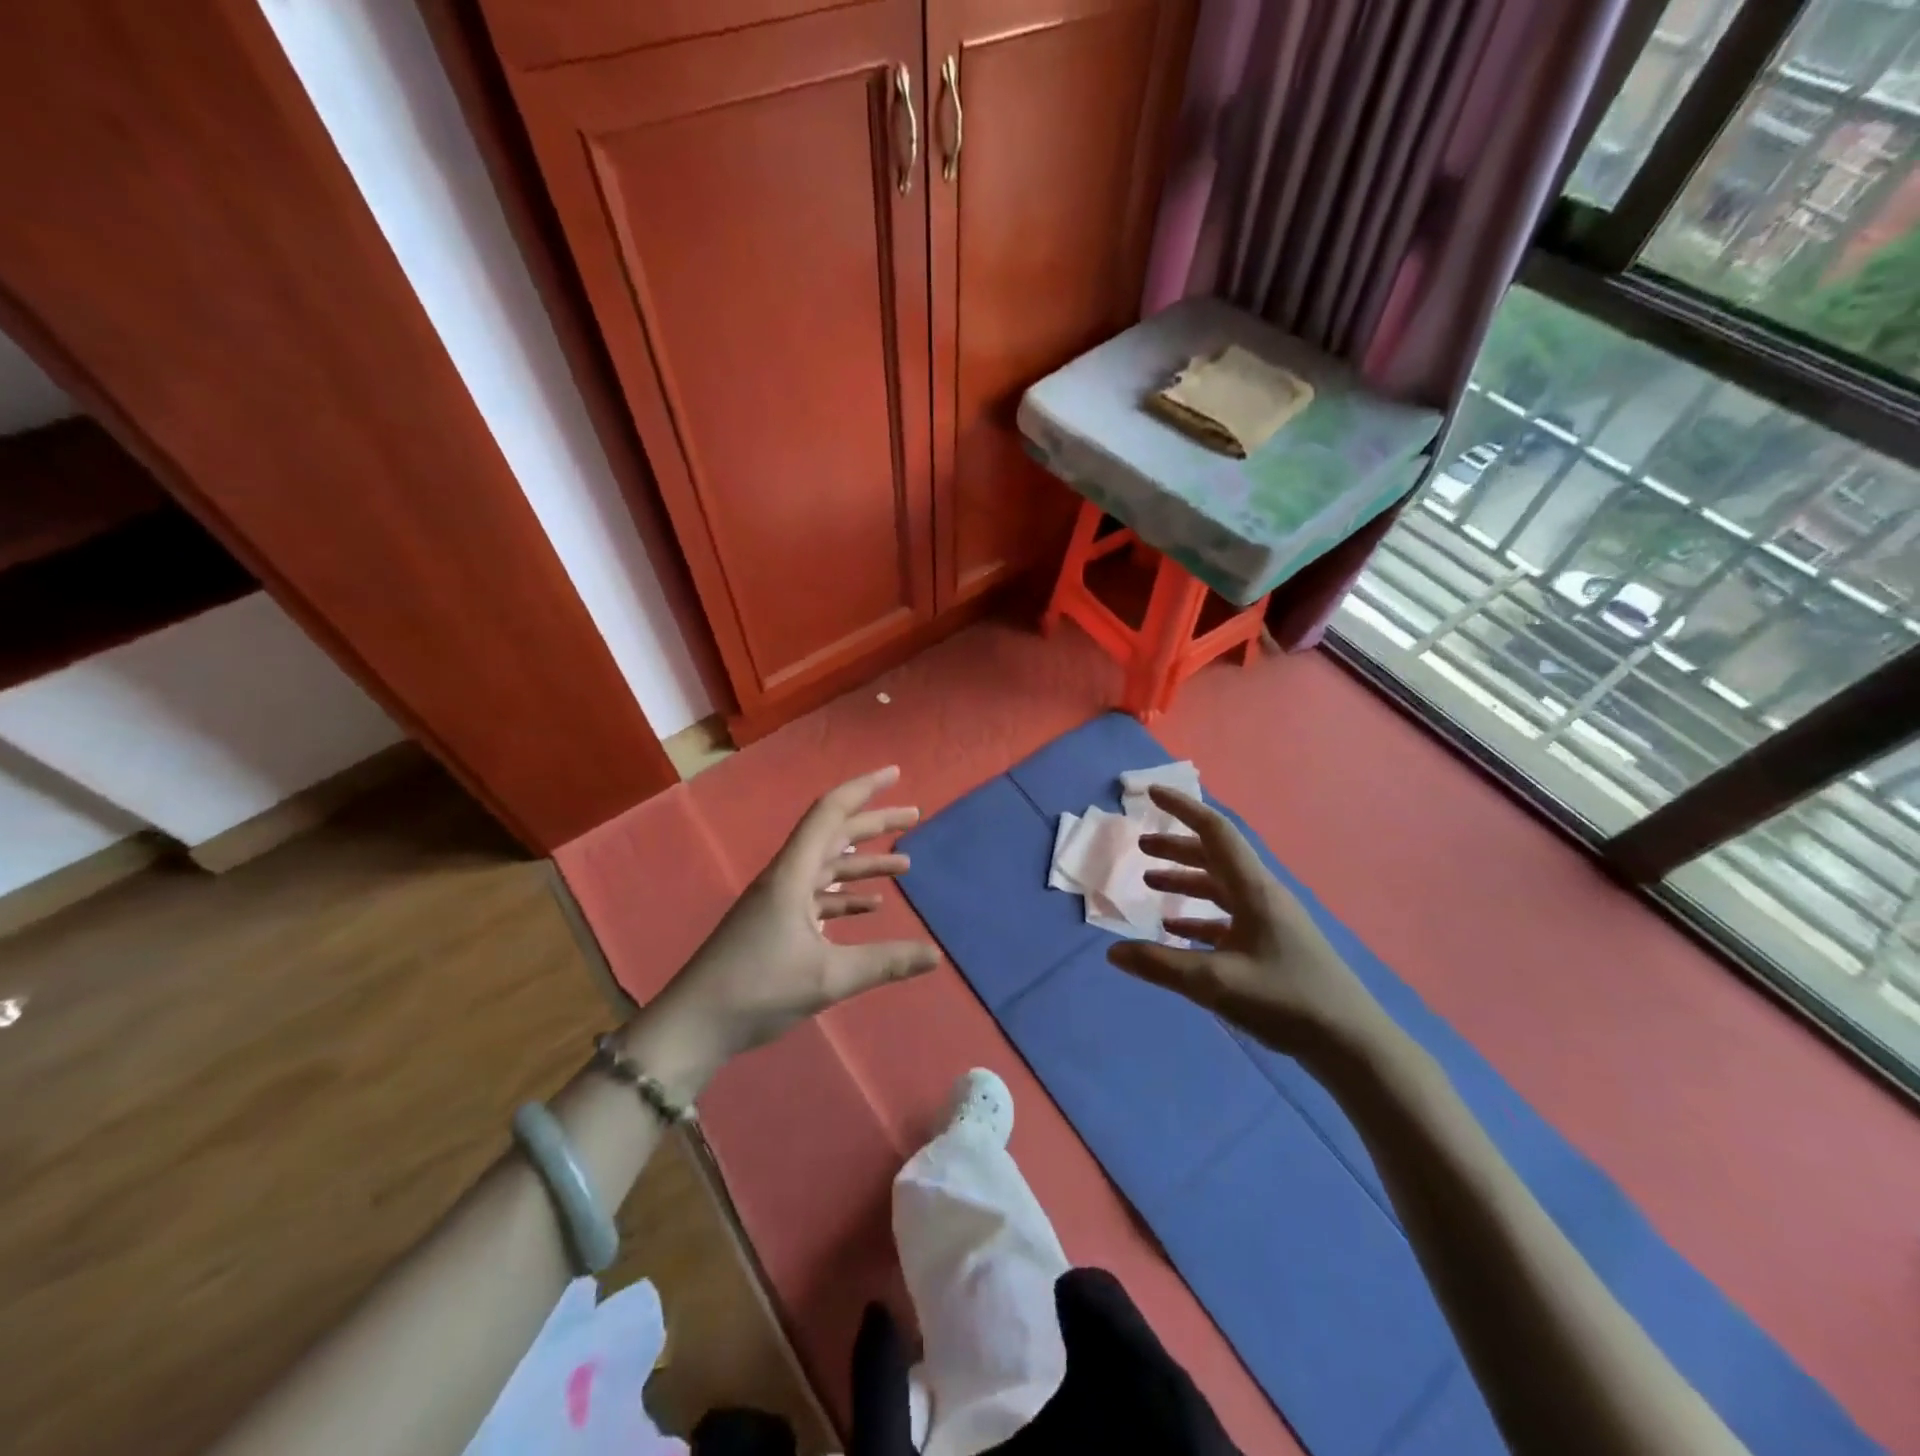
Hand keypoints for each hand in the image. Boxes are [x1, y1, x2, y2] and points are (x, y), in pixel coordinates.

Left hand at [654, 766, 940, 1068]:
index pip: (830, 813)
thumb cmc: (757, 990)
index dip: (863, 789)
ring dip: (864, 862)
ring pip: (827, 866)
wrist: (693, 1025)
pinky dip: (846, 894)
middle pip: (833, 835)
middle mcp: (785, 877)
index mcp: (792, 873)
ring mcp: (778, 901)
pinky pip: (818, 896)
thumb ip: (885, 963)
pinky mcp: (774, 924)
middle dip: (874, 823)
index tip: (895, 774)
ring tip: (904, 864)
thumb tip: (937, 954)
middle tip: (914, 816)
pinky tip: (871, 906)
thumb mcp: (828, 978)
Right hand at [1106, 786, 1384, 1064]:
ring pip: (1220, 887)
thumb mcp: (1215, 983)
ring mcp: (1270, 921)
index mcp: (1253, 890)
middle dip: (1176, 847)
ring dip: (1186, 880)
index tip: (1152, 792)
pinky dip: (1199, 916)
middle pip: (1215, 857)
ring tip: (1150, 883)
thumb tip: (1112, 951)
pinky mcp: (1272, 945)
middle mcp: (1262, 896)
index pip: (1214, 832)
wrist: (1351, 1044)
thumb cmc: (1285, 1000)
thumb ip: (1160, 965)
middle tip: (1141, 846)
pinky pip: (1228, 918)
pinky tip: (1177, 930)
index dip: (1182, 808)